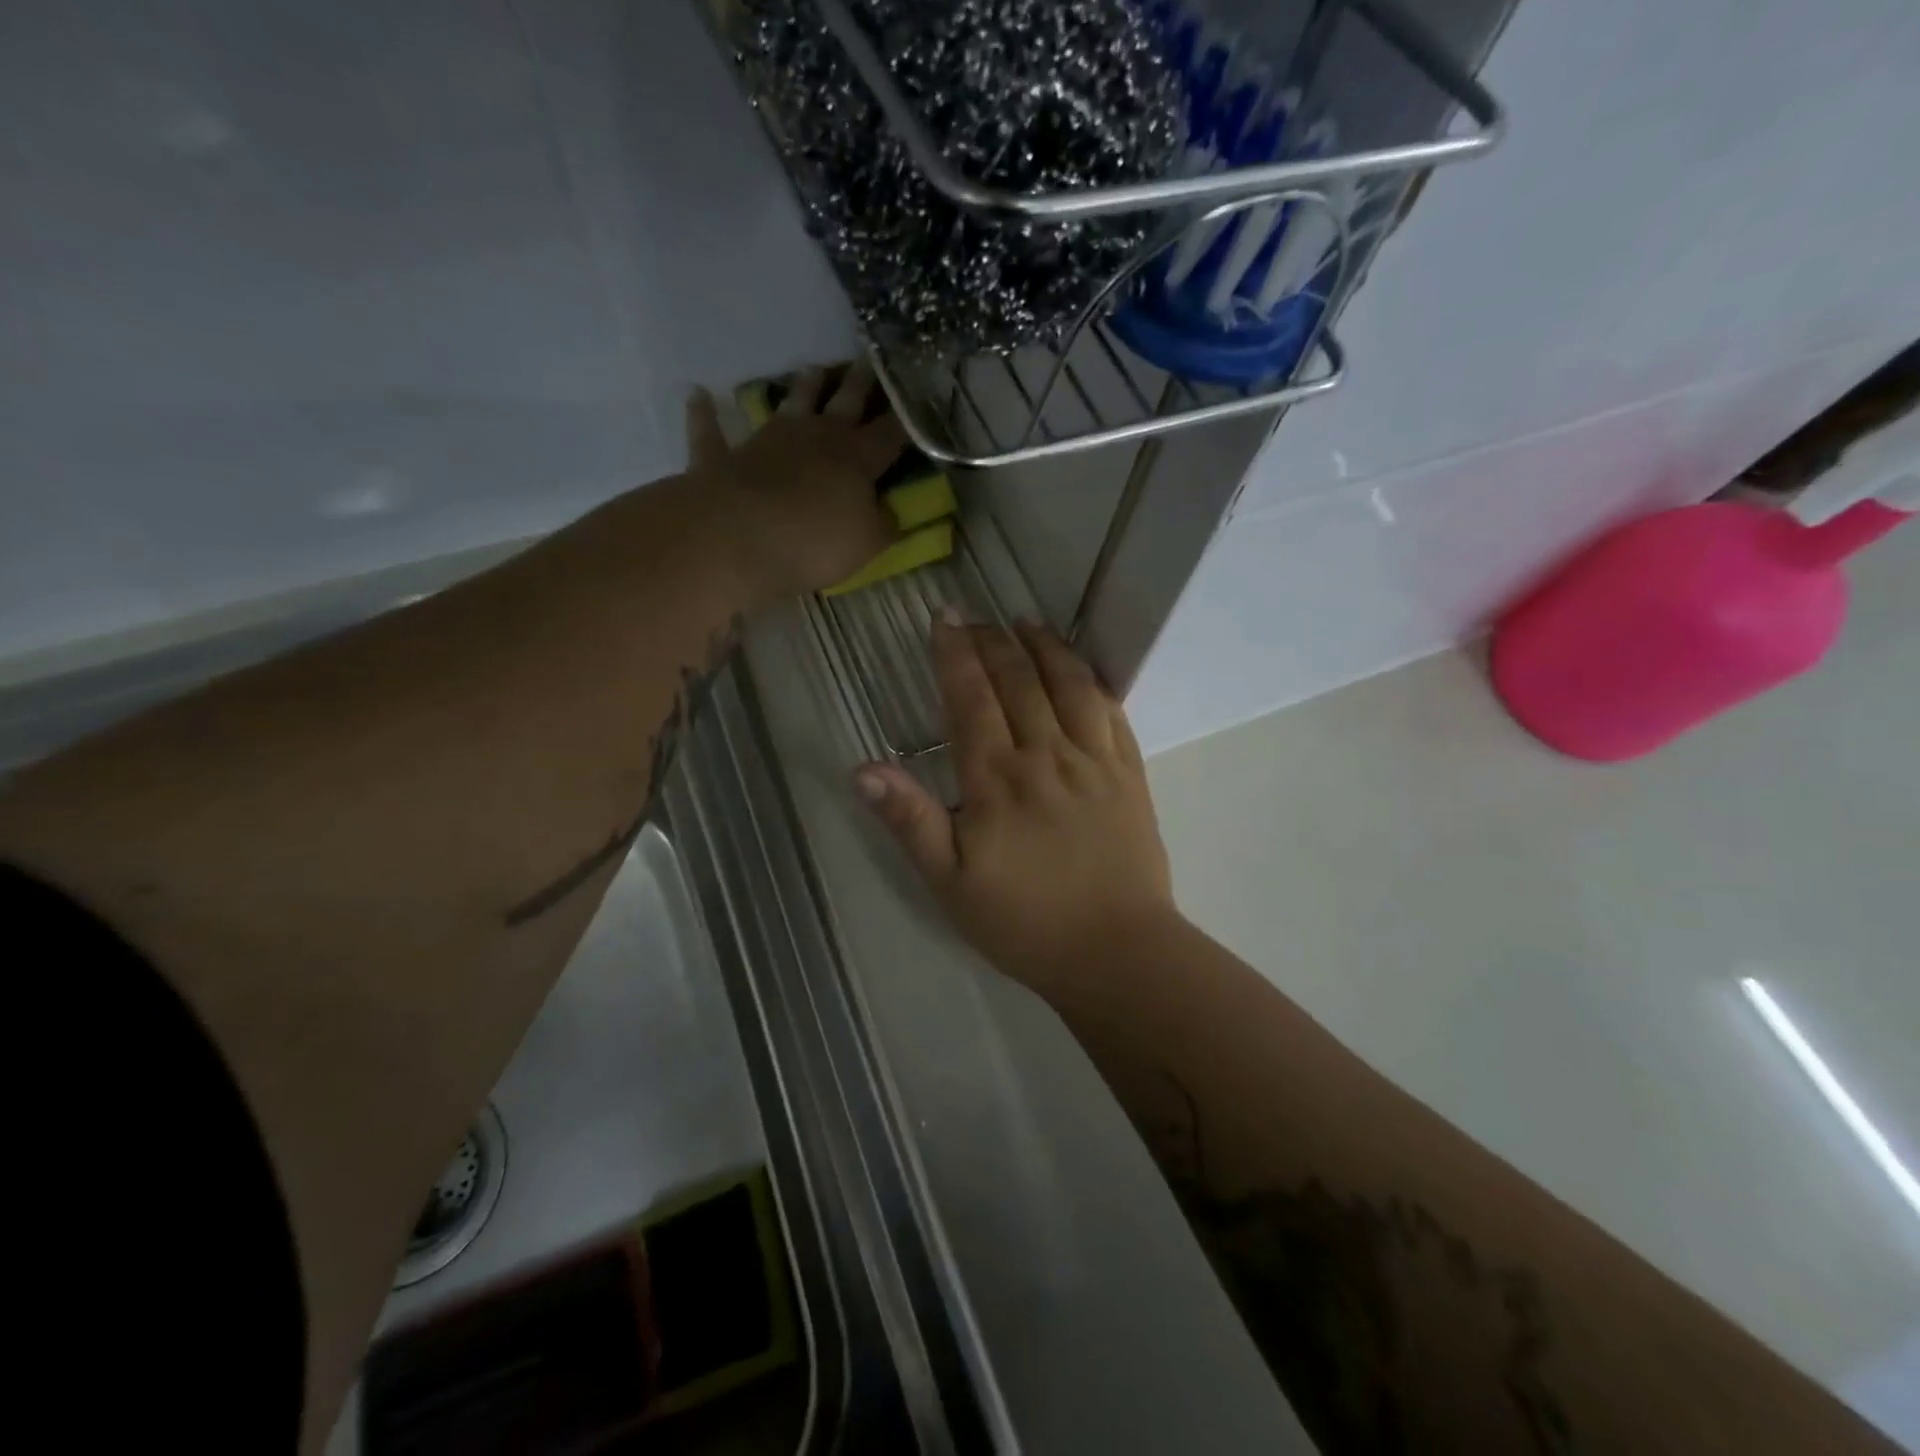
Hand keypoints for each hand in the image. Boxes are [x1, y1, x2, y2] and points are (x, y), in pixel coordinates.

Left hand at [686, 361, 905, 598]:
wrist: (738, 537)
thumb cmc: (814, 542)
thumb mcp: (866, 544)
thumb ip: (882, 526)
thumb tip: (892, 515)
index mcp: (855, 460)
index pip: (889, 435)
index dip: (905, 419)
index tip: (917, 399)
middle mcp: (814, 438)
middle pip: (844, 403)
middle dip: (860, 383)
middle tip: (870, 358)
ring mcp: (766, 441)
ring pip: (790, 404)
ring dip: (802, 386)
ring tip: (812, 368)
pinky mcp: (723, 457)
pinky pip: (711, 431)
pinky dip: (704, 414)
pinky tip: (698, 395)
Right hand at [856, 616, 1178, 1003]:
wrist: (1116, 951)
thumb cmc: (1025, 922)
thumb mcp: (949, 884)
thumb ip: (909, 821)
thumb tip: (864, 768)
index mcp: (996, 779)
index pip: (971, 698)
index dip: (955, 654)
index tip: (944, 620)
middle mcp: (1046, 755)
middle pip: (1018, 680)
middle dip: (993, 641)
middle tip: (976, 618)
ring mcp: (1094, 760)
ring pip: (1069, 684)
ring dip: (1045, 647)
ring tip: (1026, 623)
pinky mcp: (1129, 773)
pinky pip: (1112, 711)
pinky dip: (1092, 680)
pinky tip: (1080, 669)